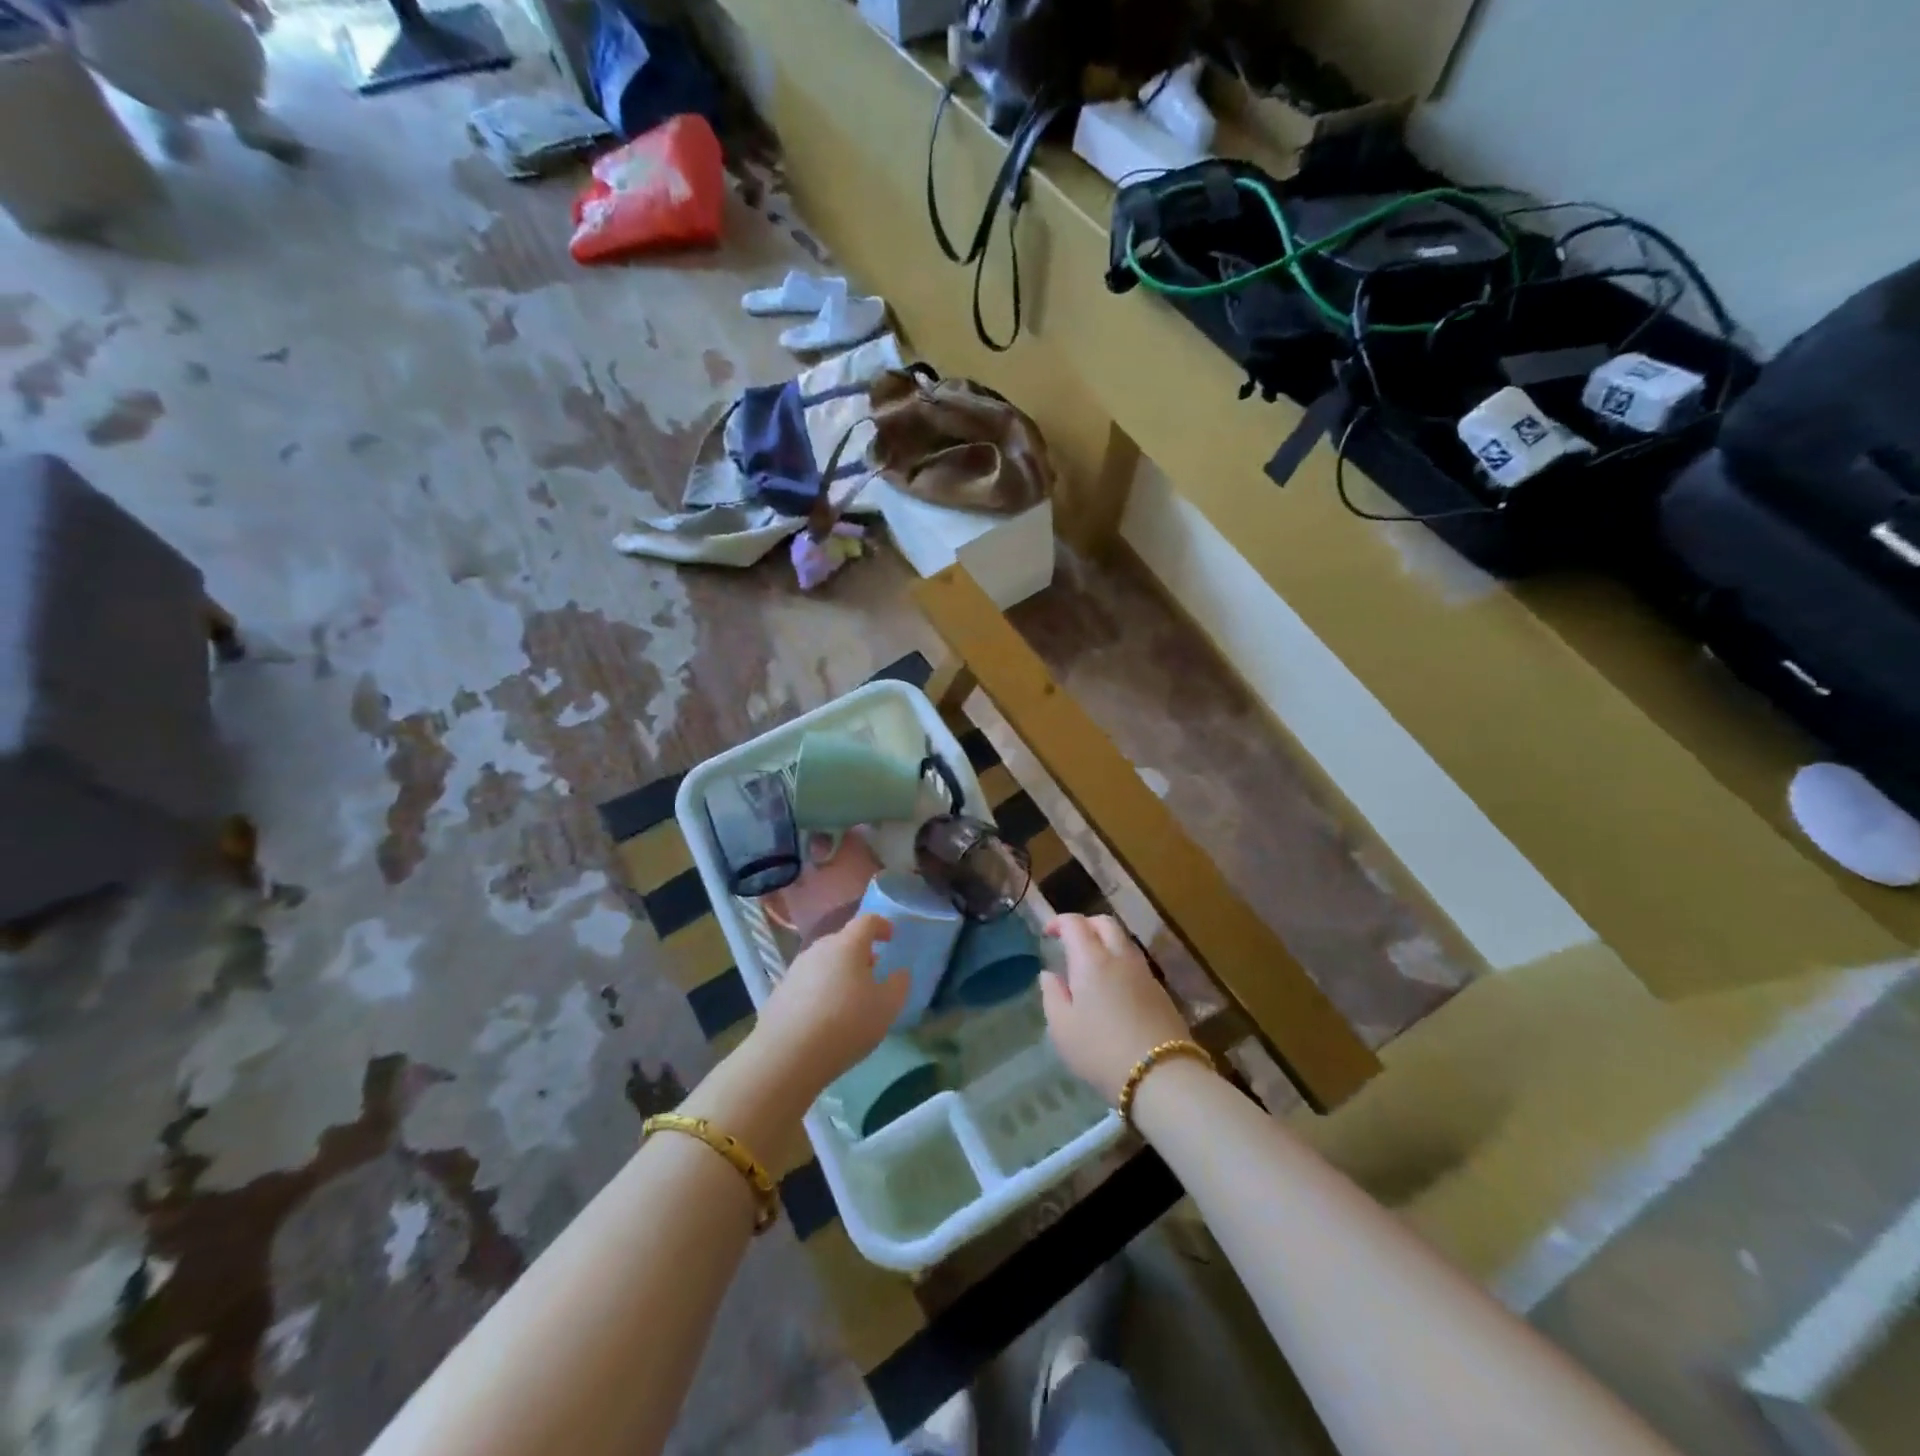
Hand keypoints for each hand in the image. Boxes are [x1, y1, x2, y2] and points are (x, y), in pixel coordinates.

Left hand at [752, 914, 907, 1096]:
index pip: (866, 922)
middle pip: (843, 941)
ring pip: (824, 962)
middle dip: (860, 952)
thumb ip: (898, 985)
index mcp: (847, 945)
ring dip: (840, 971)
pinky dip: (822, 989)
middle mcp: (819, 949)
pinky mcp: (780, 992)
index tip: (891, 937)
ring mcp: (796, 970)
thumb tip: (900, 973)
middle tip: (873, 970)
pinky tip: (826, 1015)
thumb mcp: (886, 1007)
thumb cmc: (846, 1023)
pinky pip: (809, 982)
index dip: (881, 926)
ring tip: (850, 996)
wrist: (786, 1055)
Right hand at [1040, 914, 1191, 1104]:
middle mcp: (1120, 957)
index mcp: (1092, 960)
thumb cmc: (1101, 1051)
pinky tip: (1113, 987)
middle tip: (1071, 941)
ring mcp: (1144, 973)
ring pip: (1124, 941)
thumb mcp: (1062, 1028)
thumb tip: (1049, 974)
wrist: (1161, 1075)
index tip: (1048, 934)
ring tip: (1091, 965)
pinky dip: (1120, 962)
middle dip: (1086, 924)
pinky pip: (1136, 963)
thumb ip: (1052, 995)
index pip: (1075, 923)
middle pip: (1105, 923)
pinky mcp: (1161, 991)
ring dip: (1105, 942)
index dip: (1059, 922)